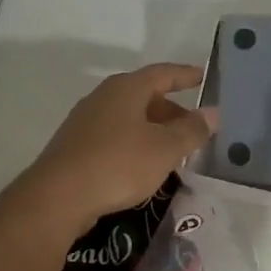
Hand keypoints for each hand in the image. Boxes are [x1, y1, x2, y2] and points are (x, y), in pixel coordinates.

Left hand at [25, 63, 214, 229]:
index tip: (204, 76)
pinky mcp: (75, 146)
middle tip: (194, 128)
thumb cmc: (118, 164)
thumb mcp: (165, 149)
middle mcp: (104, 97)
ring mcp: (85, 121)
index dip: (186, 75)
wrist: (58, 197)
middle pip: (145, 96)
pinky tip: (143, 167)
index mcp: (126, 88)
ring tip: (174, 151)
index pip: (163, 73)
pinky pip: (115, 137)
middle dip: (172, 111)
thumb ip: (191, 130)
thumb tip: (213, 113)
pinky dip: (135, 144)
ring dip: (154, 130)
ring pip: (129, 118)